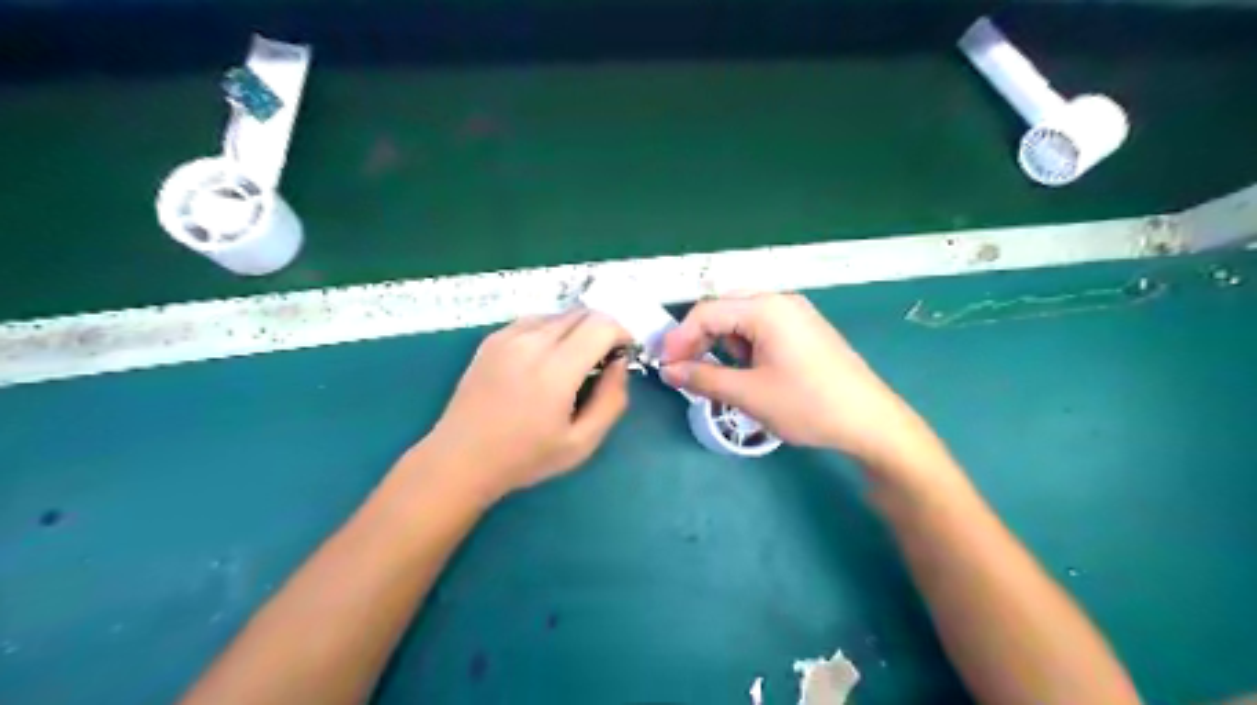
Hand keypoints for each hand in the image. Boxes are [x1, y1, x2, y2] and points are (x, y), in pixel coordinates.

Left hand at [416, 308, 627, 500]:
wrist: (460, 458)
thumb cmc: (525, 457)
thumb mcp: (582, 443)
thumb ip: (611, 400)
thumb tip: (619, 364)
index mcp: (555, 370)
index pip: (602, 325)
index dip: (621, 334)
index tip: (622, 356)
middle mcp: (531, 342)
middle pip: (583, 313)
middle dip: (602, 330)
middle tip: (600, 362)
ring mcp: (508, 336)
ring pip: (560, 314)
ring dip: (577, 330)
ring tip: (571, 363)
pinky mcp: (492, 338)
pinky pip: (535, 320)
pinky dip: (552, 331)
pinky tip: (544, 360)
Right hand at [662, 291, 937, 467]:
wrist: (870, 423)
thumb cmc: (807, 405)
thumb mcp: (748, 393)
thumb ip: (702, 377)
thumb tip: (668, 371)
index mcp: (766, 308)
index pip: (707, 311)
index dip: (680, 338)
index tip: (664, 366)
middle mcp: (781, 301)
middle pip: (724, 310)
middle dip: (698, 339)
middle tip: (683, 369)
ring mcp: (796, 314)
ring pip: (742, 320)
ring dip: (721, 343)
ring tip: (714, 375)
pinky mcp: (805, 330)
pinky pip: (763, 329)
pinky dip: (744, 347)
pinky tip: (745, 371)